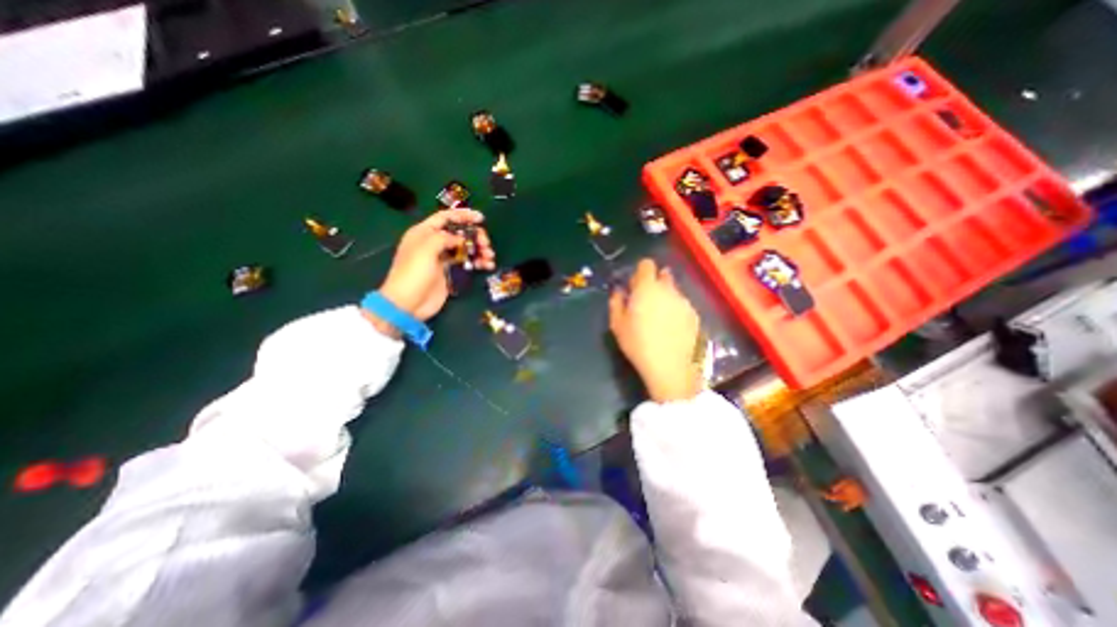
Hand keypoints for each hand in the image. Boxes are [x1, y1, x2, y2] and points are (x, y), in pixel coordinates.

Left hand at [369, 206, 493, 332]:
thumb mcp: (426, 250)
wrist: (408, 303)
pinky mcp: (450, 272)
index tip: (481, 218)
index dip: (463, 215)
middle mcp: (434, 243)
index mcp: (424, 233)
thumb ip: (444, 238)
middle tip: (486, 244)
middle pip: (459, 233)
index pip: (445, 217)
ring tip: (490, 257)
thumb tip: (460, 239)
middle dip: (475, 236)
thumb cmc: (413, 273)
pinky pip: (467, 262)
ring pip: (465, 248)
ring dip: (479, 250)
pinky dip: (478, 262)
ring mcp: (442, 258)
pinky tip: (487, 265)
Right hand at [610, 258, 694, 401]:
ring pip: (673, 291)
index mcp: (647, 288)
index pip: (646, 264)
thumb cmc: (637, 343)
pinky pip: (682, 305)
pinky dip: (676, 310)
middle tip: (646, 301)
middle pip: (662, 275)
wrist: (669, 367)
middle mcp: (668, 289)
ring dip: (665, 297)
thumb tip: (619, 291)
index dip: (639, 272)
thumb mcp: (617, 324)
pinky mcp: (694, 315)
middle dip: (654, 283)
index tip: (634, 286)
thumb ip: (616, 302)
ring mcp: (684, 301)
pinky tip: (671, 328)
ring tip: (659, 318)